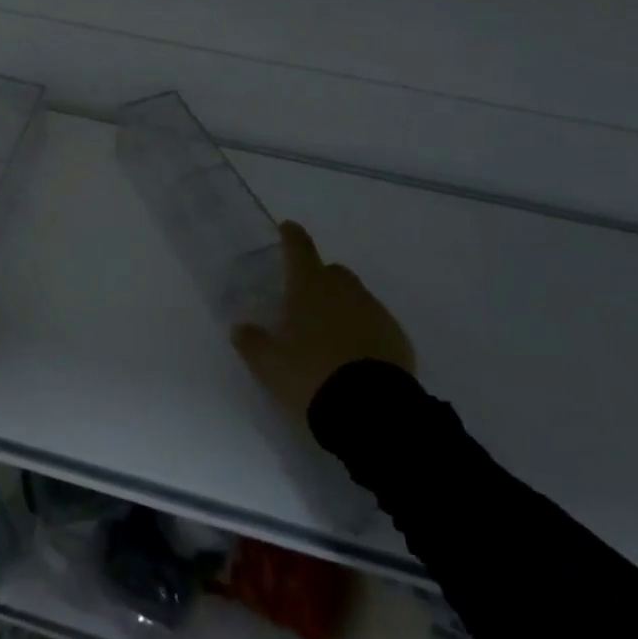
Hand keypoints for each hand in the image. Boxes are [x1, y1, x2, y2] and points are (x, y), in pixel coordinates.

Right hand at [232, 222, 414, 424]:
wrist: (371, 410)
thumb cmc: (311, 375)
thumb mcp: (269, 364)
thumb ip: (251, 342)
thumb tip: (240, 328)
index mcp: (310, 287)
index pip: (299, 248)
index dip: (291, 236)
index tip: (288, 228)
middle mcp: (345, 290)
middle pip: (332, 271)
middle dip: (318, 278)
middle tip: (303, 302)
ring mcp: (375, 312)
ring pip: (355, 297)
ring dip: (341, 306)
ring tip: (327, 335)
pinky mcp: (397, 337)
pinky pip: (375, 323)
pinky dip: (362, 330)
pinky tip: (353, 355)